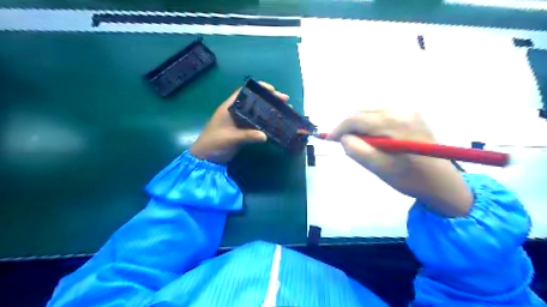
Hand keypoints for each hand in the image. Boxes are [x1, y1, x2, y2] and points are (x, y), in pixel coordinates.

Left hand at [191, 80, 286, 162]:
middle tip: (285, 101)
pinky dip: (266, 122)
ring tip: (285, 111)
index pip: (245, 92)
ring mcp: (240, 121)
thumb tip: (265, 136)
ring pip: (257, 112)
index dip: (259, 88)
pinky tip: (276, 123)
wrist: (206, 158)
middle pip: (254, 101)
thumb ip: (246, 136)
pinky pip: (257, 123)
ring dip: (270, 110)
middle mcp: (236, 111)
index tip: (273, 90)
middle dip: (269, 99)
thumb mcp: (230, 139)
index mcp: (230, 107)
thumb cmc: (214, 143)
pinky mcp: (243, 130)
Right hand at [329, 109, 474, 216]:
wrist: (441, 182)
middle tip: (344, 142)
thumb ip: (356, 150)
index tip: (329, 140)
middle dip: (349, 126)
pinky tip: (373, 136)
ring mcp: (408, 109)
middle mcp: (401, 110)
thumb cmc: (409, 178)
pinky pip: (382, 112)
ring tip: (358, 141)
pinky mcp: (411, 113)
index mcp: (394, 123)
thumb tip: (343, 137)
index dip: (339, 129)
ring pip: (371, 110)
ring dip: (359, 124)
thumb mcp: (378, 168)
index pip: (356, 119)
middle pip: (363, 111)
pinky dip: (371, 122)